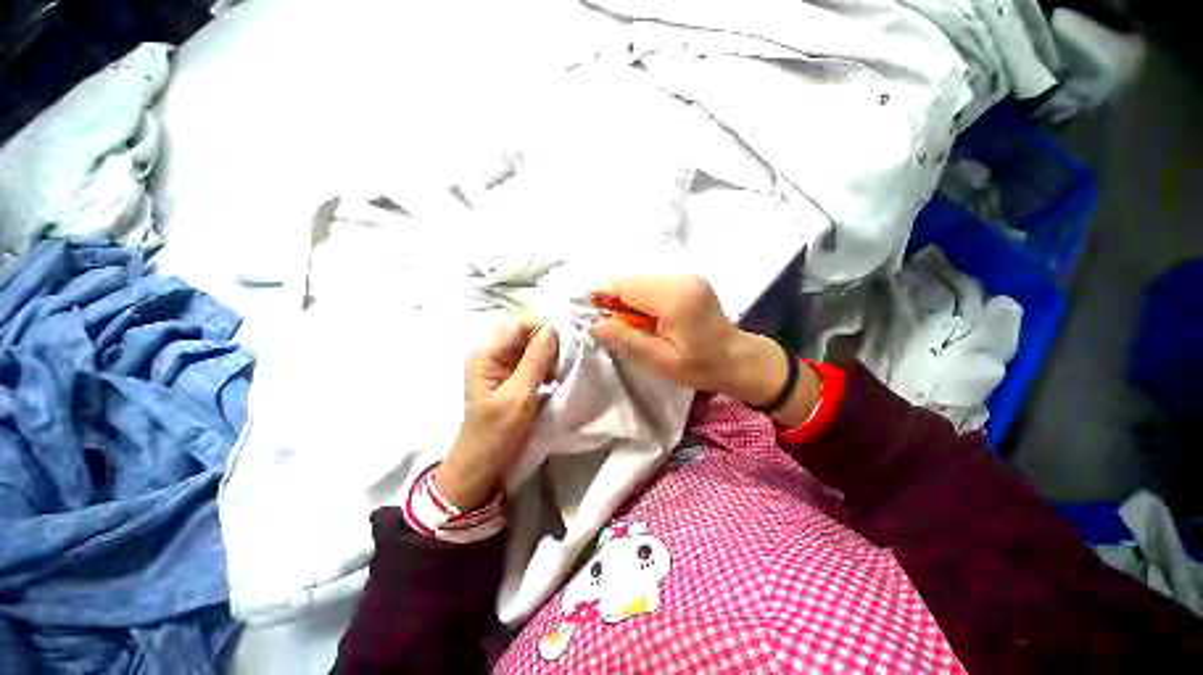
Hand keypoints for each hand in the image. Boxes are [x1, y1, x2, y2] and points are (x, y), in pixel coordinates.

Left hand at [435, 319, 557, 510]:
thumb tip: (553, 327)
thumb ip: (535, 360)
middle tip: (567, 361)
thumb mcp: (518, 396)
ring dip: (552, 355)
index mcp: (487, 354)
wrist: (484, 466)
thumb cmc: (496, 433)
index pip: (519, 324)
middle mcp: (495, 354)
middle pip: (528, 333)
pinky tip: (556, 377)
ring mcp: (505, 366)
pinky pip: (536, 361)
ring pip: (535, 347)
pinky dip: (549, 365)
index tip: (568, 342)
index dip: (544, 328)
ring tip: (562, 371)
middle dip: (551, 343)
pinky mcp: (515, 377)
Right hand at [589, 275, 792, 408]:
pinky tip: (639, 314)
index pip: (625, 285)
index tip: (585, 309)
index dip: (600, 292)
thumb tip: (594, 323)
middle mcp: (679, 278)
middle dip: (610, 295)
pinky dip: (638, 295)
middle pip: (630, 278)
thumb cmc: (701, 366)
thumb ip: (626, 339)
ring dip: (624, 296)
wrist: (737, 358)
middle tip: (604, 320)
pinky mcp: (686, 279)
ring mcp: (685, 275)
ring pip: (638, 278)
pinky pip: (651, 281)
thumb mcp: (660, 361)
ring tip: (622, 321)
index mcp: (673, 298)